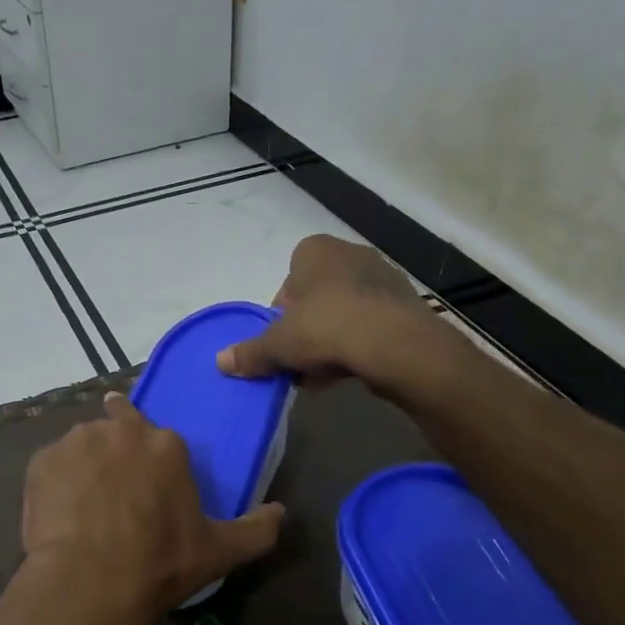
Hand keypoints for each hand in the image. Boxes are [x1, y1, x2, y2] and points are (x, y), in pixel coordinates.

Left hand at [22, 393, 283, 613]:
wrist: (90, 582)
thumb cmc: (159, 564)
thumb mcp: (219, 551)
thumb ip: (257, 529)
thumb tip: (282, 512)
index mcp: (165, 444)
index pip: (159, 437)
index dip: (152, 461)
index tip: (147, 486)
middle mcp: (119, 431)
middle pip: (118, 427)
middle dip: (117, 450)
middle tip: (114, 489)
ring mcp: (76, 442)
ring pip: (83, 444)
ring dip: (85, 464)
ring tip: (84, 504)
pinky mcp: (41, 461)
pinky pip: (51, 465)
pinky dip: (55, 482)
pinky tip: (60, 512)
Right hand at [217, 234, 460, 391]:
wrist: (393, 343)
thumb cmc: (324, 328)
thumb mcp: (277, 345)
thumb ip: (250, 353)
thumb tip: (220, 362)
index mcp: (315, 251)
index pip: (289, 279)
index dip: (281, 312)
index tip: (282, 338)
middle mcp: (350, 254)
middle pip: (317, 297)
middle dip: (307, 328)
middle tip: (300, 359)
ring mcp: (382, 277)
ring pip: (344, 311)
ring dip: (332, 340)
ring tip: (323, 373)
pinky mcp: (405, 304)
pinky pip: (370, 324)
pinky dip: (358, 345)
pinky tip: (348, 371)